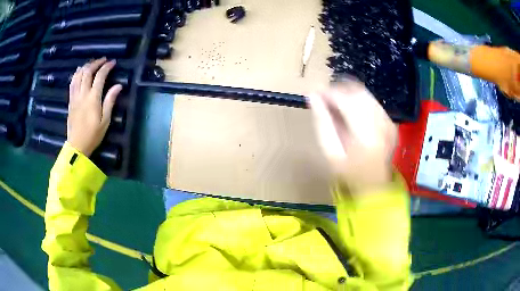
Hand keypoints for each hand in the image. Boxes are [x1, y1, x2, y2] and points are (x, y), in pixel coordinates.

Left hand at [67, 58, 122, 156]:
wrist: (77, 146)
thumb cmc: (93, 135)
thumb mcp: (105, 121)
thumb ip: (110, 101)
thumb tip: (118, 86)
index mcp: (93, 98)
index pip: (100, 76)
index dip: (106, 67)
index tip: (113, 62)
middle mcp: (82, 94)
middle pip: (88, 71)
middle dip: (96, 63)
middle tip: (103, 60)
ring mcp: (75, 97)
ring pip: (78, 75)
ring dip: (86, 66)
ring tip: (92, 63)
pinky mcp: (70, 101)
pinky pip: (72, 83)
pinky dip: (76, 74)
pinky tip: (80, 71)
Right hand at [308, 80, 396, 194]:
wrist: (375, 185)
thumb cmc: (350, 174)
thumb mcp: (331, 153)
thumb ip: (323, 123)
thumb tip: (313, 96)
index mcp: (365, 134)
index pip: (346, 100)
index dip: (329, 92)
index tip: (315, 93)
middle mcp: (381, 124)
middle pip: (358, 93)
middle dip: (338, 89)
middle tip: (324, 96)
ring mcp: (388, 122)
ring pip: (366, 94)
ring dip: (348, 92)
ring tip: (335, 101)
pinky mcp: (391, 122)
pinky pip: (373, 102)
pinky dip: (359, 100)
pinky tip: (349, 108)